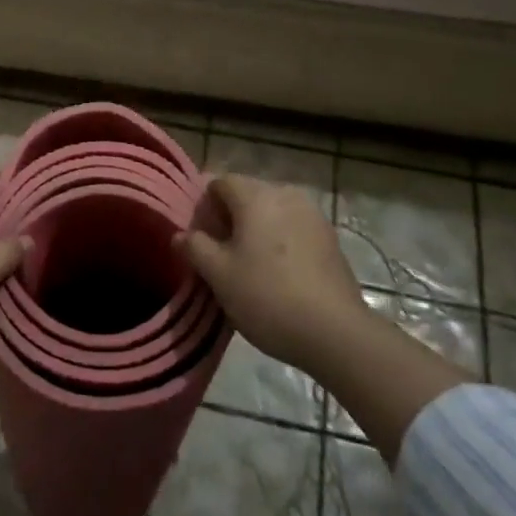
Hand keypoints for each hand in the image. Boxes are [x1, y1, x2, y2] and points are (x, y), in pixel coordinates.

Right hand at [177, 175, 366, 373]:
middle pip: (247, 195)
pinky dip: (280, 241)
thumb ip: (195, 247)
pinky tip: (277, 274)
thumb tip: (180, 235)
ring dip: (256, 230)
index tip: (200, 239)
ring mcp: (313, 215)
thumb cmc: (267, 296)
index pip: (220, 183)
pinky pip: (293, 228)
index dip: (204, 207)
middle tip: (219, 255)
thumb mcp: (218, 275)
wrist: (335, 332)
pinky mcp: (330, 238)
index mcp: (256, 196)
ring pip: (272, 212)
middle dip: (229, 218)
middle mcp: (286, 194)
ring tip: (248, 266)